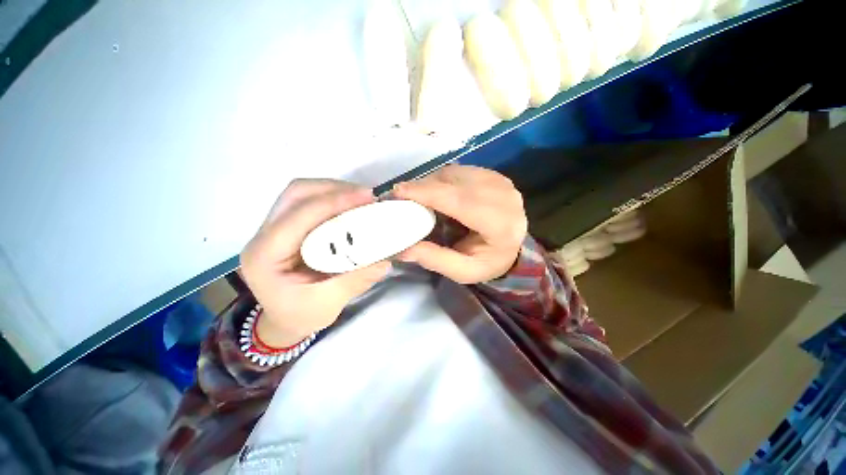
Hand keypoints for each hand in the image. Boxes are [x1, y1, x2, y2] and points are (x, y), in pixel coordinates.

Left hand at [240, 180, 390, 347]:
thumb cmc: (300, 315)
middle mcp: (264, 235)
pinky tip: (351, 206)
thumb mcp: (327, 305)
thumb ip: (355, 281)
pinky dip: (333, 198)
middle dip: (333, 189)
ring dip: (334, 190)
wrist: (283, 319)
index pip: (298, 216)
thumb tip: (385, 261)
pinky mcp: (289, 227)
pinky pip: (309, 202)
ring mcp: (275, 228)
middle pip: (296, 194)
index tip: (365, 198)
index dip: (332, 202)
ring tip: (362, 199)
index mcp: (265, 257)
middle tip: (366, 196)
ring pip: (301, 193)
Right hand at [393, 165, 526, 283]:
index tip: (399, 191)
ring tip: (417, 196)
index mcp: (500, 224)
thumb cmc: (487, 261)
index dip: (428, 193)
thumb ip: (435, 260)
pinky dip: (442, 179)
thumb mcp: (463, 271)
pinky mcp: (493, 175)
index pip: (460, 201)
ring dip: (431, 182)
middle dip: (424, 186)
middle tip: (402, 195)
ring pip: (455, 173)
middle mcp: (504, 197)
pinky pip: (459, 171)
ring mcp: (500, 182)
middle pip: (456, 182)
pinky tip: (435, 192)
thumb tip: (402, 249)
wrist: (513, 248)